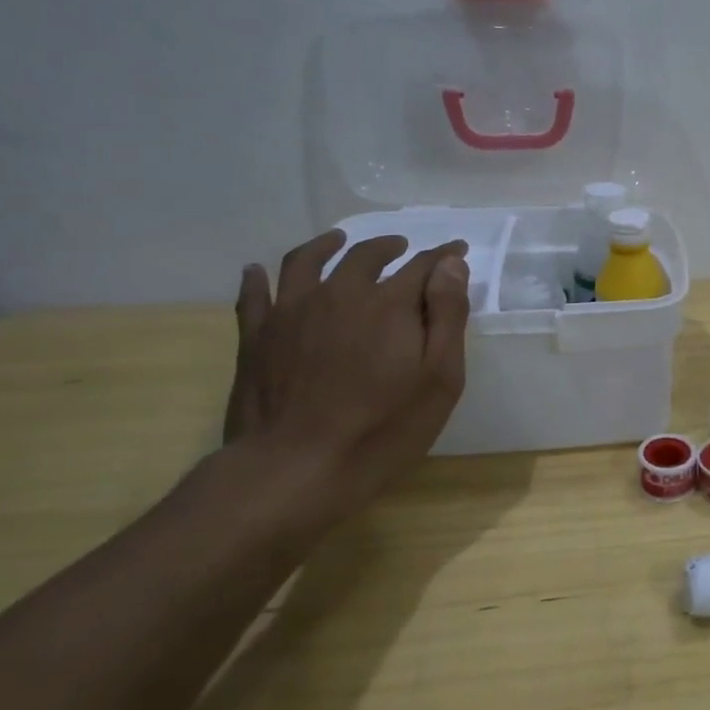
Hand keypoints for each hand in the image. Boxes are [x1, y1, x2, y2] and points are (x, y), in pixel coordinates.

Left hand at [224, 230, 470, 510]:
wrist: (294, 469)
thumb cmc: (382, 429)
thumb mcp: (439, 378)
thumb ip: (447, 315)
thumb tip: (450, 265)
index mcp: (388, 304)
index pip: (422, 266)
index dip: (443, 257)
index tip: (456, 250)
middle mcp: (339, 293)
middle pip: (365, 256)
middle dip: (388, 247)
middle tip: (401, 247)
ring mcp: (291, 312)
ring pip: (306, 261)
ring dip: (326, 245)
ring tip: (337, 240)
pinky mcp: (256, 338)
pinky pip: (253, 295)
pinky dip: (257, 278)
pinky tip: (257, 271)